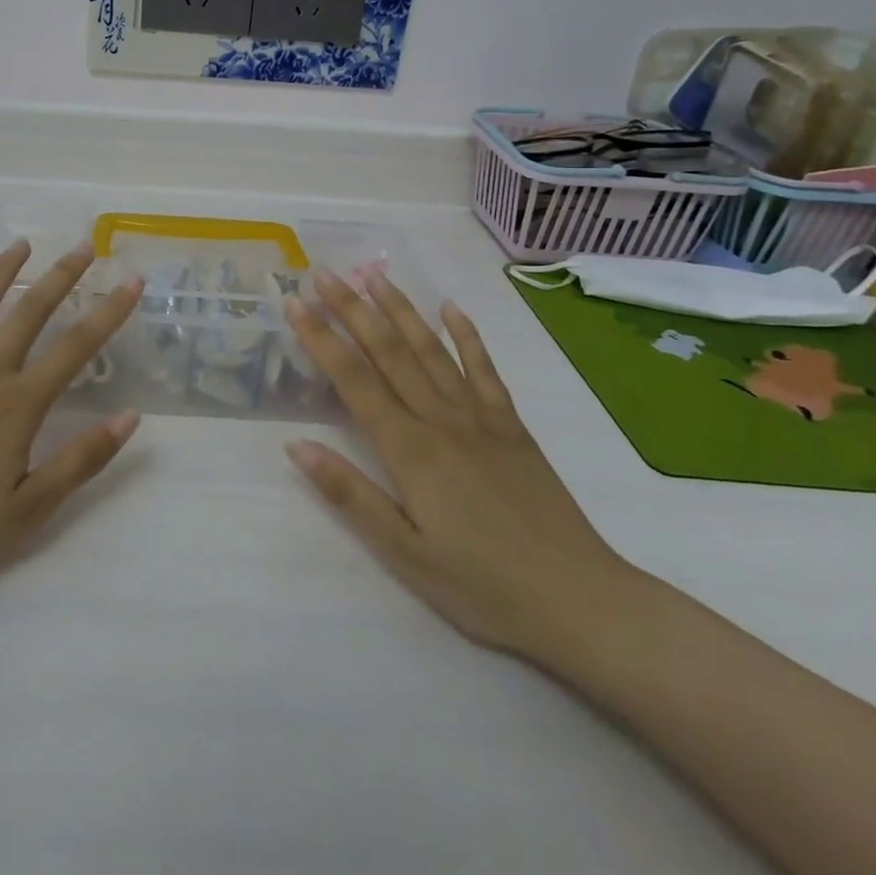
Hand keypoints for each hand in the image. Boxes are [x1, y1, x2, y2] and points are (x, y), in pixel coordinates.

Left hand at [0, 239, 144, 604]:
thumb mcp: (30, 510)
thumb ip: (81, 459)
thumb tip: (129, 416)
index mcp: (18, 405)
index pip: (75, 347)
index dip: (108, 312)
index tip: (131, 281)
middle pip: (29, 313)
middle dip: (61, 276)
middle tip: (83, 246)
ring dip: (2, 273)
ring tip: (20, 245)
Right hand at [283, 269, 638, 664]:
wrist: (581, 601)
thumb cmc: (482, 586)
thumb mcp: (404, 553)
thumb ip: (350, 494)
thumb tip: (296, 445)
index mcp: (409, 450)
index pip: (353, 379)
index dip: (320, 338)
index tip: (295, 303)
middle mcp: (441, 420)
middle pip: (388, 352)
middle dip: (352, 309)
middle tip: (324, 273)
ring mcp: (481, 418)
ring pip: (431, 350)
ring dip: (401, 309)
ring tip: (374, 275)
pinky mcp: (512, 427)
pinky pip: (485, 371)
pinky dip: (468, 336)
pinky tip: (452, 309)